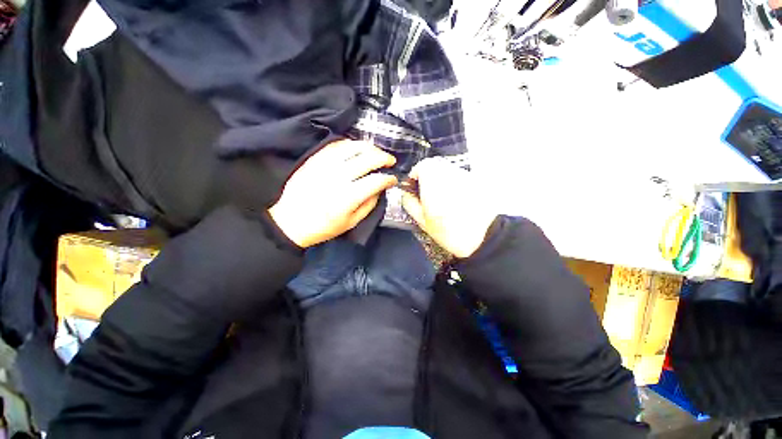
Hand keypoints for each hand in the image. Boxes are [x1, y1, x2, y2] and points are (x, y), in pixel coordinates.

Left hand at [268, 140, 397, 247]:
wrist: (291, 221)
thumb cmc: (324, 227)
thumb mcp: (351, 223)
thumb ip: (369, 205)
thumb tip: (380, 188)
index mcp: (349, 197)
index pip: (376, 180)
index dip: (389, 178)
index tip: (393, 179)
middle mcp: (338, 177)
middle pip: (368, 159)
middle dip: (384, 158)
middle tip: (390, 161)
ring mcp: (325, 165)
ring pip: (353, 147)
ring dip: (369, 147)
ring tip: (376, 152)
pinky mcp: (315, 159)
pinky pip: (336, 145)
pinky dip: (350, 144)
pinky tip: (357, 148)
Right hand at [401, 158, 496, 257]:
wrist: (483, 237)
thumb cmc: (449, 230)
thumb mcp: (422, 220)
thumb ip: (409, 202)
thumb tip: (406, 194)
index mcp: (433, 179)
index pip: (420, 166)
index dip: (414, 177)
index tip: (413, 189)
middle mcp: (449, 171)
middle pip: (434, 166)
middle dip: (427, 178)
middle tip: (426, 195)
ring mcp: (464, 174)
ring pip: (447, 171)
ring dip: (440, 180)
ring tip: (441, 200)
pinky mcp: (476, 181)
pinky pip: (459, 177)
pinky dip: (453, 185)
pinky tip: (455, 201)